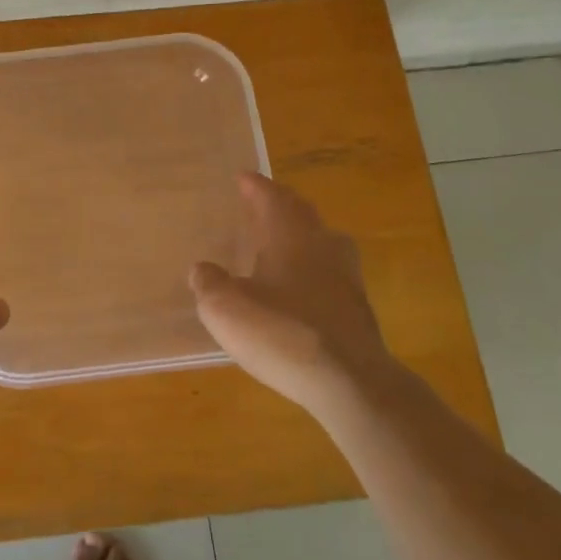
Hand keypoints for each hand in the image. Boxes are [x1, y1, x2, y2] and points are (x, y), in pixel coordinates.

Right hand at [189, 174, 390, 415]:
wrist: (350, 383)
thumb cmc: (281, 333)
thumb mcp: (225, 308)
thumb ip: (209, 283)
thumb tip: (203, 269)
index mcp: (289, 234)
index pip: (271, 197)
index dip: (254, 186)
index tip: (243, 177)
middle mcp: (322, 245)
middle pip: (301, 213)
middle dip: (280, 204)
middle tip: (260, 203)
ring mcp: (346, 277)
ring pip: (322, 241)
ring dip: (301, 234)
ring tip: (281, 241)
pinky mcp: (357, 309)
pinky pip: (330, 273)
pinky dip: (312, 269)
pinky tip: (298, 288)